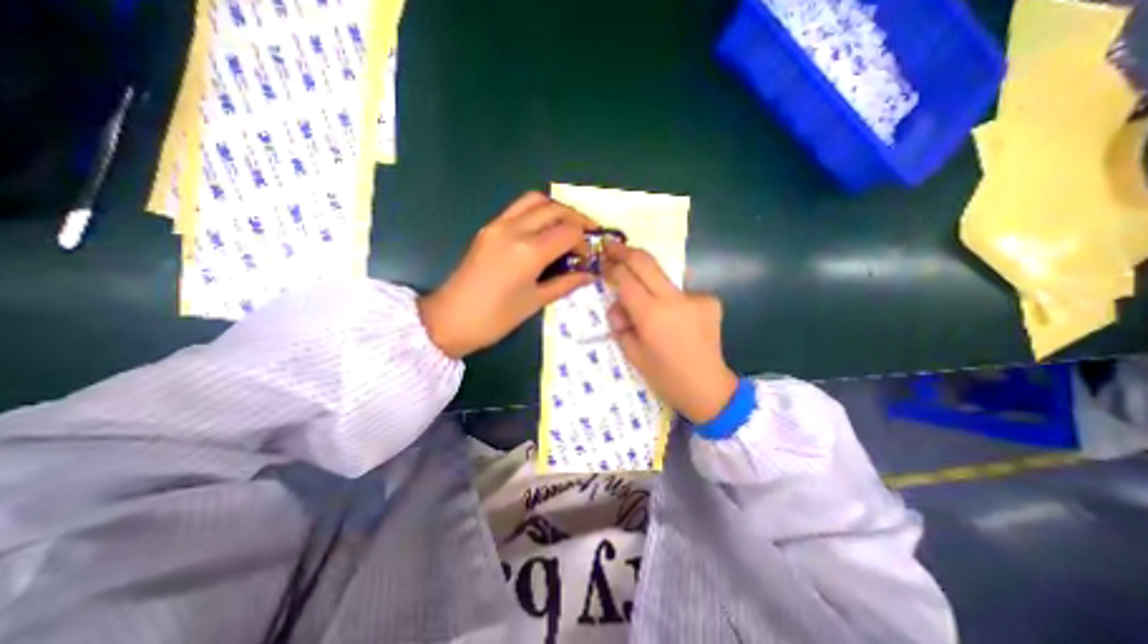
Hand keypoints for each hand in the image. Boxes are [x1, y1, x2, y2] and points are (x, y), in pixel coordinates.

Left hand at [420, 193, 601, 358]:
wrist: (450, 319)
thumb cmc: (496, 318)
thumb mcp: (535, 302)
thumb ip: (566, 283)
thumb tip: (589, 274)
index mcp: (528, 251)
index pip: (568, 230)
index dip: (584, 241)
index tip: (587, 257)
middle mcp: (514, 229)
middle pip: (555, 208)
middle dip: (576, 219)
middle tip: (586, 236)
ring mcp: (498, 225)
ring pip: (535, 200)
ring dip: (556, 210)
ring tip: (566, 229)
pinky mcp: (488, 227)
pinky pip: (518, 208)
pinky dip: (537, 213)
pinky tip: (543, 232)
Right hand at [602, 243, 735, 424]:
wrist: (708, 389)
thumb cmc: (665, 377)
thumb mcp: (632, 353)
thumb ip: (621, 323)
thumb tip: (618, 305)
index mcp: (652, 316)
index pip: (626, 279)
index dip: (612, 266)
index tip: (603, 259)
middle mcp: (674, 300)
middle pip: (646, 262)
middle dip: (626, 251)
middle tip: (612, 248)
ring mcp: (696, 297)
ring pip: (663, 278)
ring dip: (648, 285)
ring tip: (648, 311)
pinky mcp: (710, 301)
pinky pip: (680, 294)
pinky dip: (670, 302)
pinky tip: (675, 322)